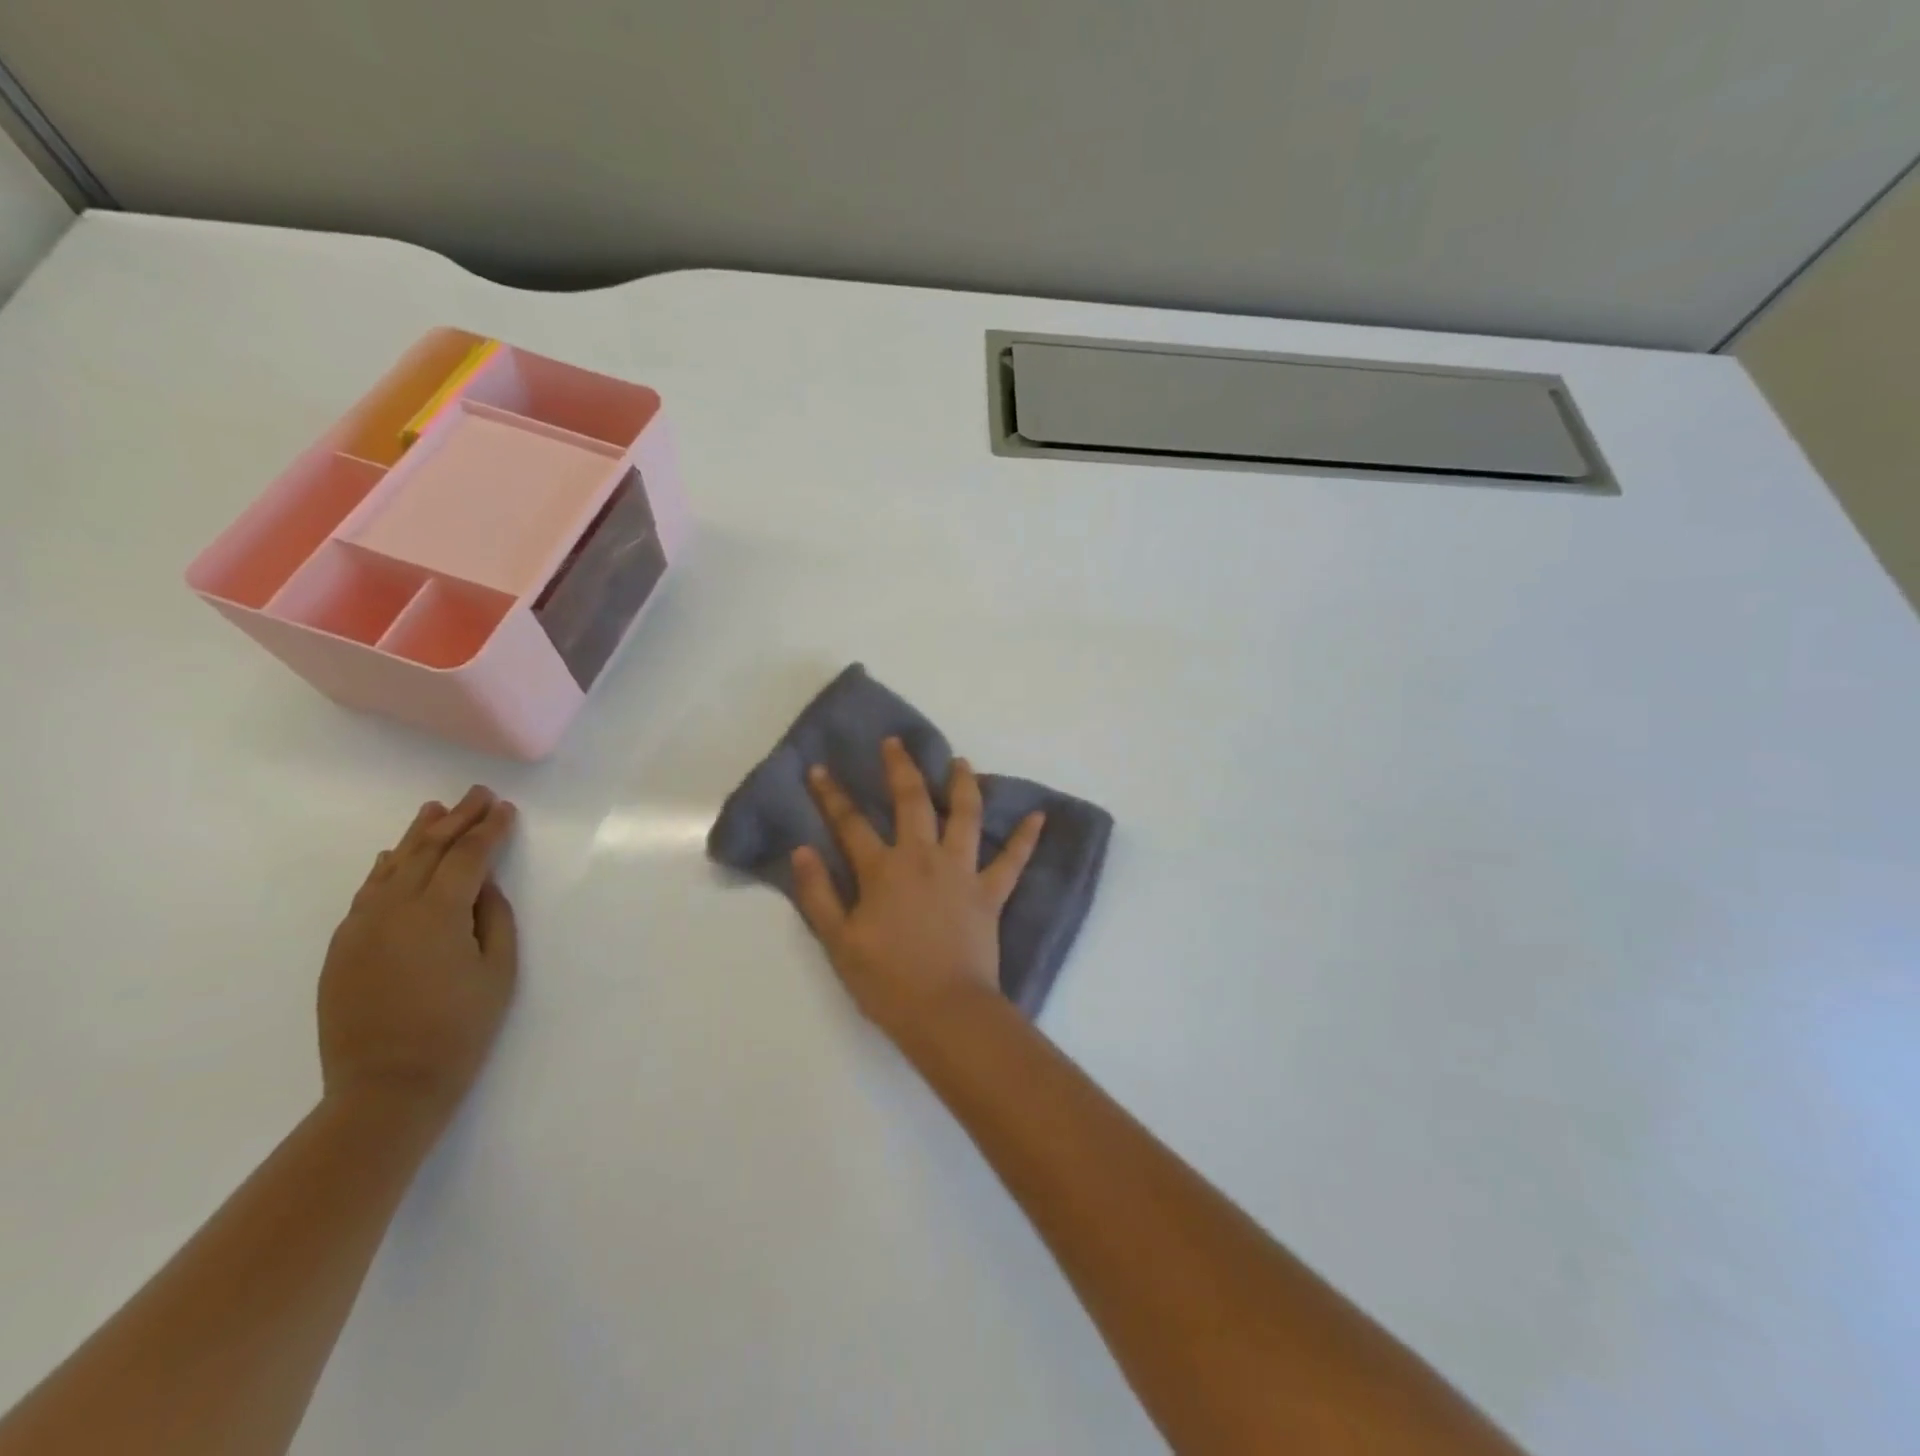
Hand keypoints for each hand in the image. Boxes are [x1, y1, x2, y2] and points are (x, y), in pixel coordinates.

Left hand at [318, 786, 519, 1123]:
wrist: (386, 1088)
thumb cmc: (459, 1029)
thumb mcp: (497, 971)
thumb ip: (494, 918)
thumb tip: (484, 886)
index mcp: (437, 913)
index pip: (468, 857)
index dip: (489, 830)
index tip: (506, 808)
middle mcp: (393, 909)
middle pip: (427, 851)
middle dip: (456, 820)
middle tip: (477, 794)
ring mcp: (360, 928)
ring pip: (392, 867)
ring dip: (417, 835)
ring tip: (436, 810)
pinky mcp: (342, 947)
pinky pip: (366, 893)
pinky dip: (385, 868)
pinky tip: (394, 855)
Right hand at [792, 737, 1044, 1037]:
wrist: (944, 1011)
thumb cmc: (886, 981)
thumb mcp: (838, 942)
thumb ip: (818, 894)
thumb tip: (802, 850)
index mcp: (883, 870)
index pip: (850, 823)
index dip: (831, 795)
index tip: (819, 768)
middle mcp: (923, 858)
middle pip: (912, 801)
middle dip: (900, 768)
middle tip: (895, 742)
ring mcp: (961, 872)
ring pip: (965, 815)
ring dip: (962, 785)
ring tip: (961, 762)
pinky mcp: (990, 893)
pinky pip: (1013, 860)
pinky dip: (1026, 838)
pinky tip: (1039, 816)